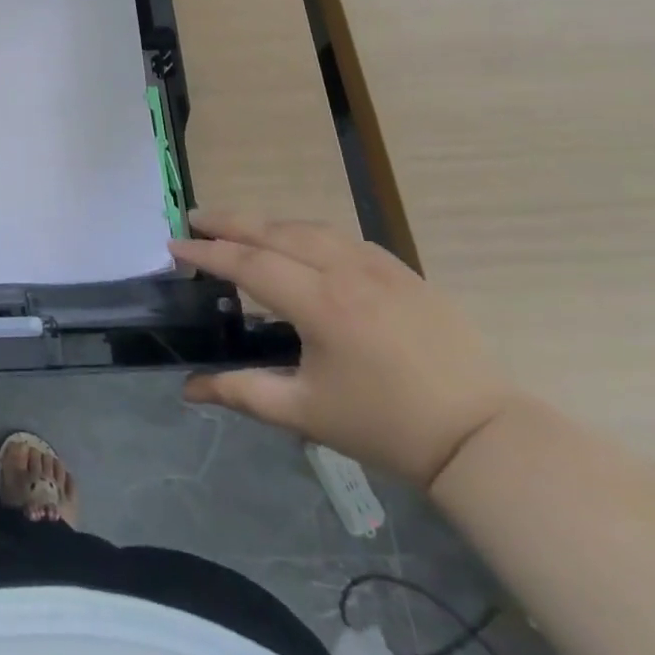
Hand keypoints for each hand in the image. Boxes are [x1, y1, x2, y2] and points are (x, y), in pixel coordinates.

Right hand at [175, 213, 513, 488]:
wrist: (480, 436)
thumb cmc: (385, 426)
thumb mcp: (305, 413)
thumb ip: (241, 393)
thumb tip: (188, 389)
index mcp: (320, 304)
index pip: (248, 264)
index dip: (207, 253)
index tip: (173, 245)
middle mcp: (346, 272)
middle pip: (275, 232)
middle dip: (229, 222)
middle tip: (194, 217)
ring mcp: (380, 267)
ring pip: (310, 227)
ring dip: (267, 222)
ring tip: (238, 226)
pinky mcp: (403, 272)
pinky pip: (343, 238)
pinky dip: (308, 232)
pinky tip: (298, 242)